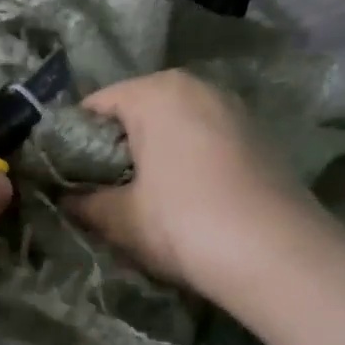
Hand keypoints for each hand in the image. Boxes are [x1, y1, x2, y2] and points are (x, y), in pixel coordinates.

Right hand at [66, 70, 320, 298]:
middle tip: (100, 189)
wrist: (280, 257)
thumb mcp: (119, 218)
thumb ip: (83, 202)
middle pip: (138, 111)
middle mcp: (198, 87)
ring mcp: (235, 110)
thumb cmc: (184, 223)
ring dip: (154, 155)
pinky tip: (187, 200)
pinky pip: (206, 140)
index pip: (96, 105)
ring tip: (143, 197)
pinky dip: (188, 161)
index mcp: (157, 91)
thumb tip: (65, 199)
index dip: (72, 140)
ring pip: (175, 126)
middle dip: (115, 147)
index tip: (64, 175)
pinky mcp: (261, 138)